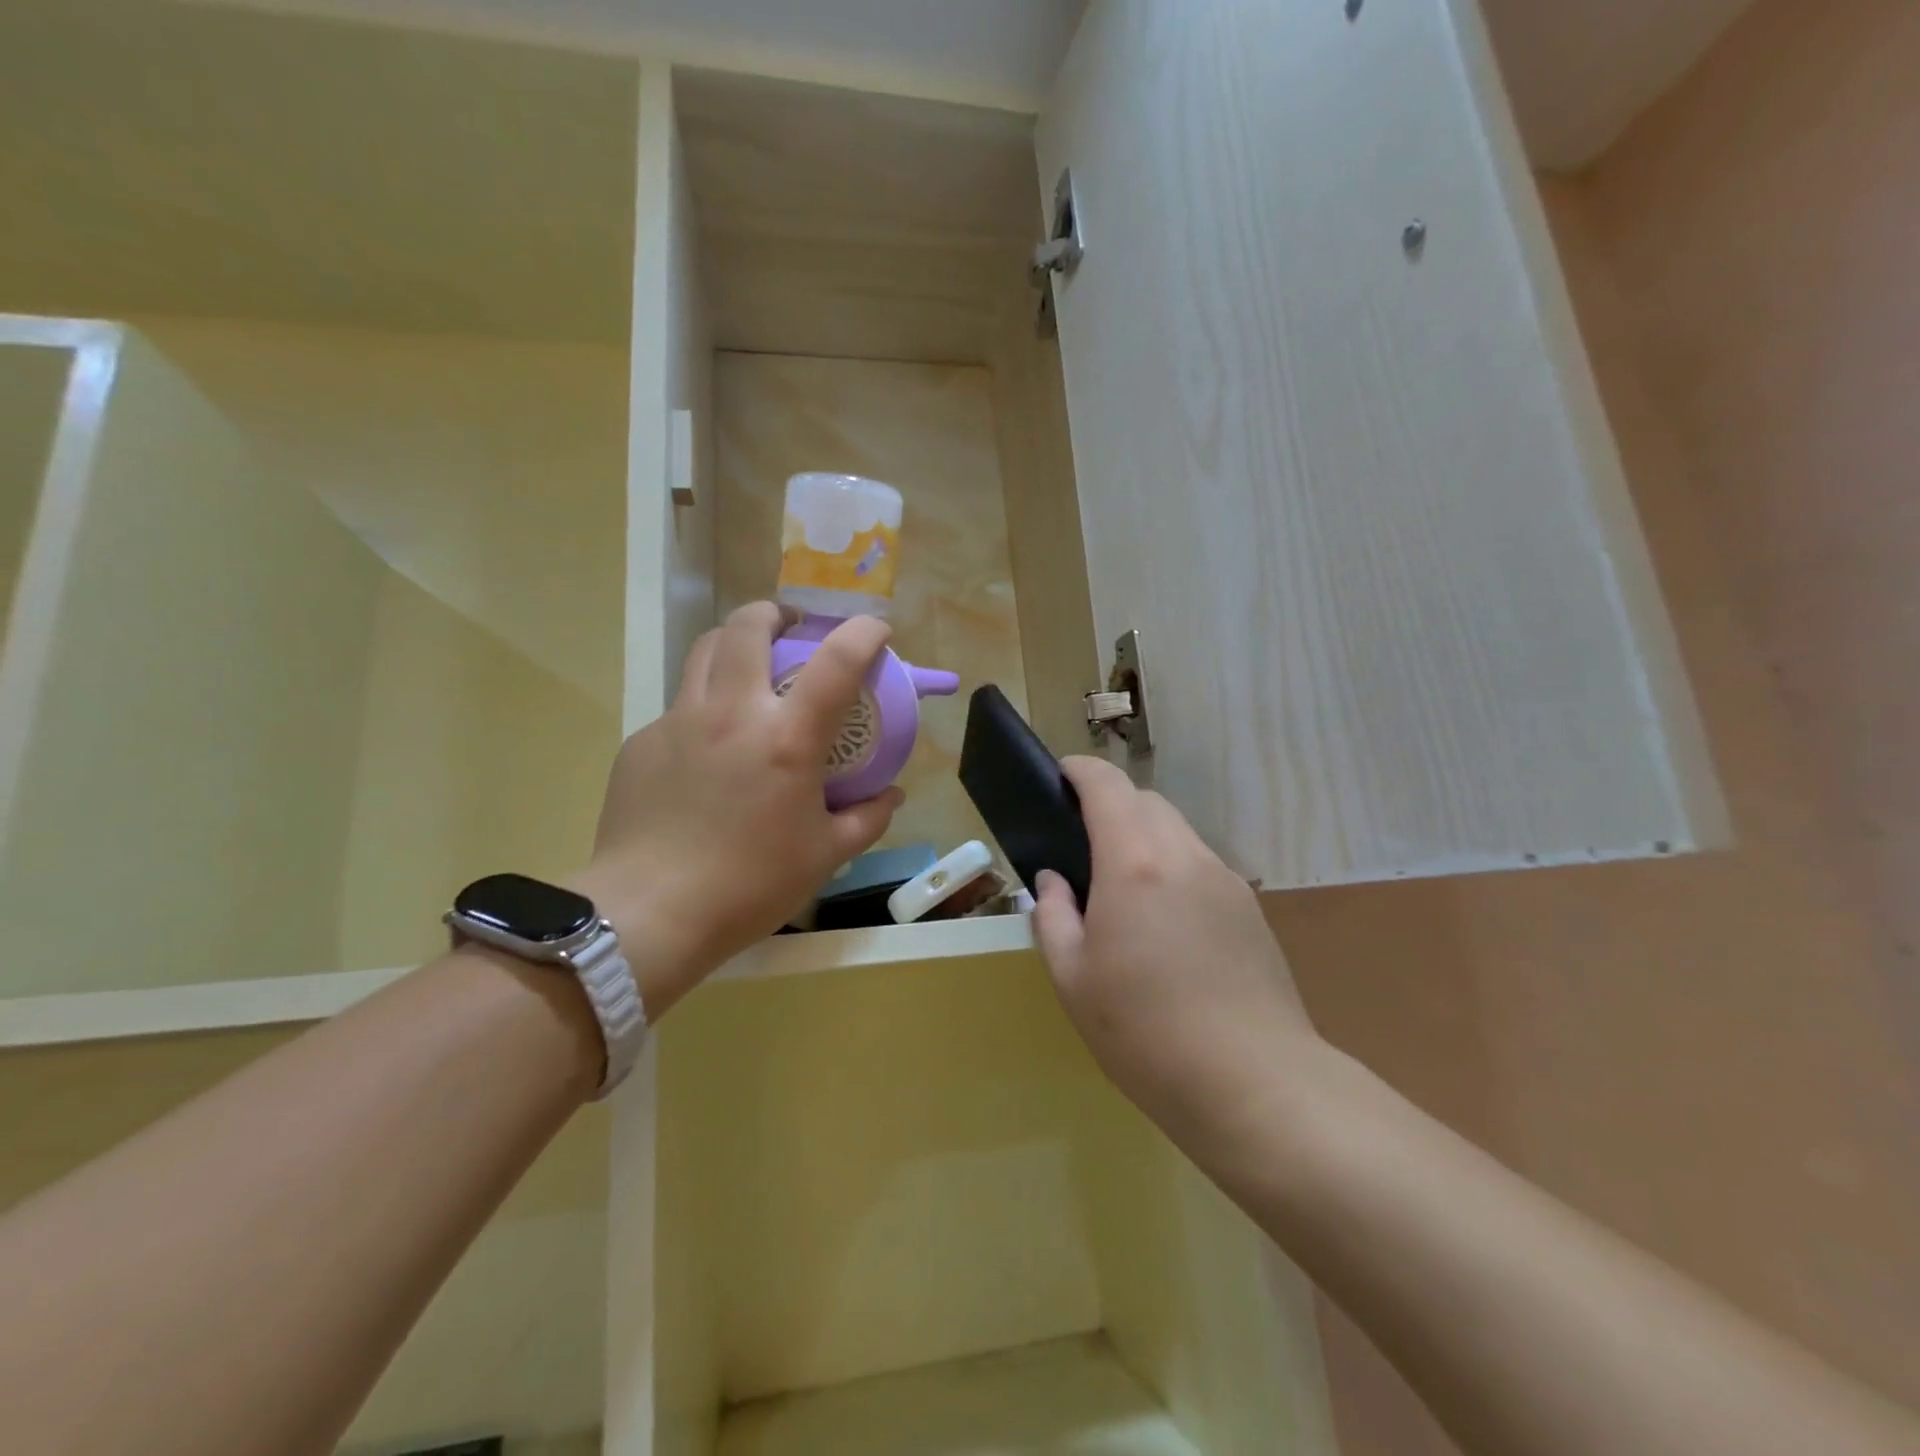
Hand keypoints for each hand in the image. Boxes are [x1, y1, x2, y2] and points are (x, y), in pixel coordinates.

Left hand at [572, 604, 902, 1018]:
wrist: (649, 914)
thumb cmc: (750, 886)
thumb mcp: (826, 857)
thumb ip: (867, 818)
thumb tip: (892, 794)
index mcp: (787, 738)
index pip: (836, 661)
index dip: (865, 633)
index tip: (878, 630)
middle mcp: (732, 713)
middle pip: (748, 627)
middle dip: (775, 613)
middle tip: (791, 628)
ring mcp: (678, 722)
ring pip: (703, 651)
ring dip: (733, 643)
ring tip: (748, 666)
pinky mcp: (641, 743)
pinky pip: (678, 706)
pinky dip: (703, 706)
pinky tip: (707, 747)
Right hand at [1032, 757, 1320, 1146]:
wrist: (1253, 1083)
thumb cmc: (1144, 1032)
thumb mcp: (1072, 979)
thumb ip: (1052, 917)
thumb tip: (1053, 881)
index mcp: (1133, 864)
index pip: (1107, 786)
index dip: (1080, 771)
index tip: (1060, 776)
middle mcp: (1183, 856)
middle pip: (1146, 802)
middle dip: (1112, 805)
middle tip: (1084, 846)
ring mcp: (1224, 880)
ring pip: (1178, 831)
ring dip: (1145, 837)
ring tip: (1125, 891)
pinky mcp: (1250, 909)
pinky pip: (1201, 865)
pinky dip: (1174, 867)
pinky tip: (1167, 924)